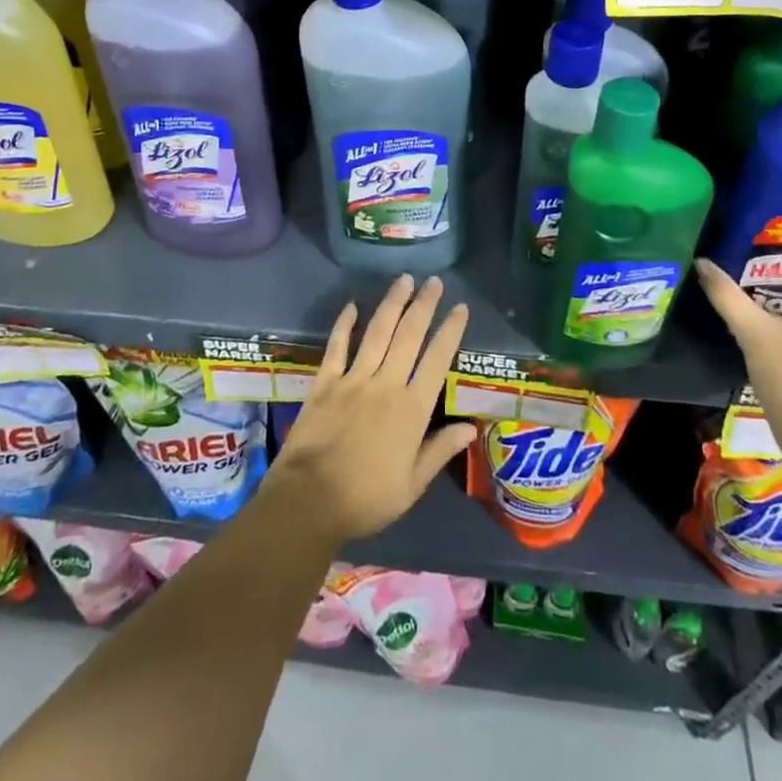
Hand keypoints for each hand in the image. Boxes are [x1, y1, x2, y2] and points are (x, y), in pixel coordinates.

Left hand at [267, 275, 475, 542]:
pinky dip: (345, 324)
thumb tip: (471, 427)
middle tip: (434, 282)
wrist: (310, 500)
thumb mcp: (412, 485)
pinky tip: (353, 305)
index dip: (450, 331)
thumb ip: (440, 450)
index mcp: (411, 410)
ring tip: (404, 280)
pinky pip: (337, 347)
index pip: (437, 360)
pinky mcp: (325, 383)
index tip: (460, 308)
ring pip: (377, 333)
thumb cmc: (367, 499)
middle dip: (424, 306)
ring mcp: (353, 380)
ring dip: (392, 304)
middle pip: (409, 336)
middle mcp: (386, 385)